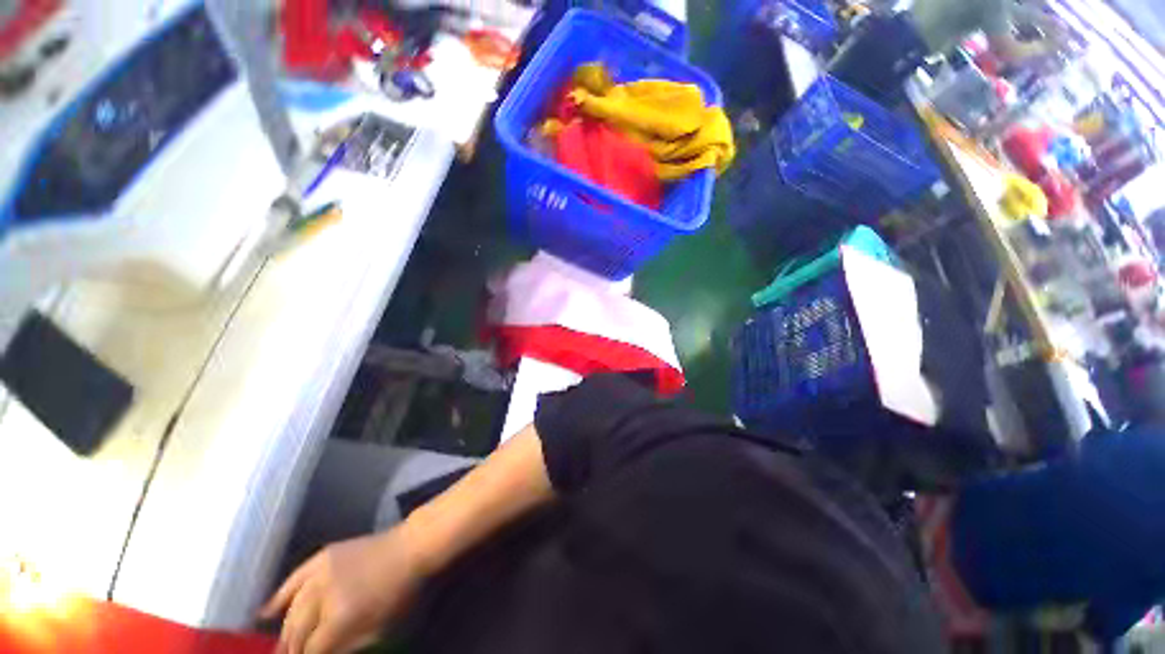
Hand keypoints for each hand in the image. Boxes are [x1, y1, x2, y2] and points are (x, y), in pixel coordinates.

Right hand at [260, 529, 427, 653]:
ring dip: (284, 630)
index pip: (310, 651)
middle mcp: (322, 595)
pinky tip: (264, 613)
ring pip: (291, 609)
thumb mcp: (379, 629)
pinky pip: (293, 579)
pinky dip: (278, 596)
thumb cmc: (401, 592)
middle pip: (296, 632)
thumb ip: (347, 647)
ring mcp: (320, 572)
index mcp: (339, 618)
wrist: (411, 546)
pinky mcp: (322, 556)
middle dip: (290, 650)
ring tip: (281, 646)